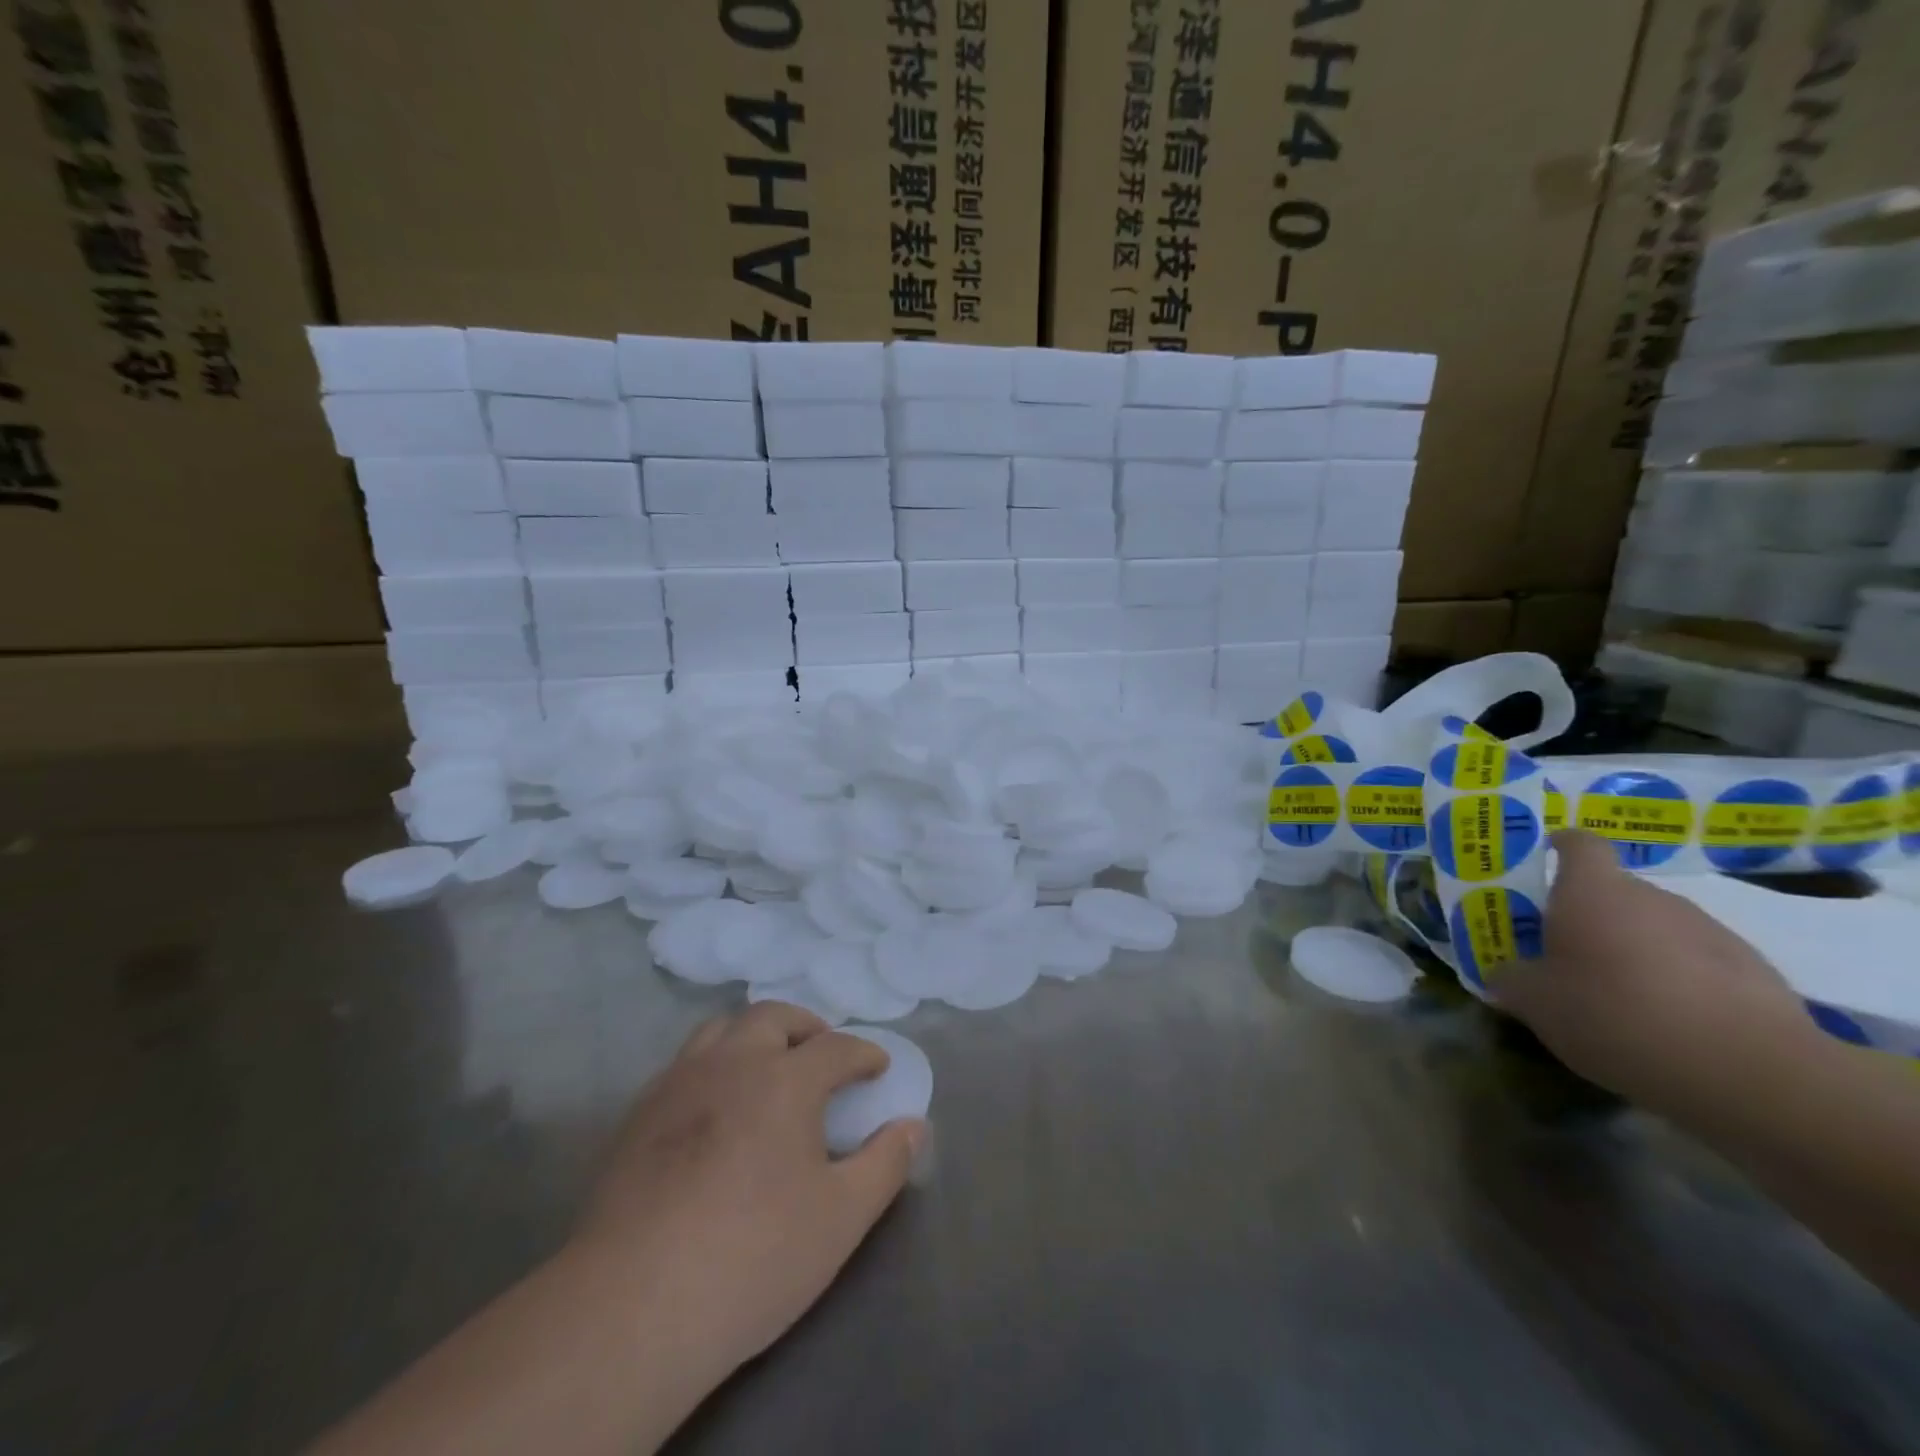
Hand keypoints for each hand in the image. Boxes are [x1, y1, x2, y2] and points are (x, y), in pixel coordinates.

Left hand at [570, 1002, 922, 1378]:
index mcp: (784, 1079)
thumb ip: (885, 1163)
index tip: (878, 1068)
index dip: (863, 1054)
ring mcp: (678, 1083)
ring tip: (768, 1066)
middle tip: (822, 1052)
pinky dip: (713, 1065)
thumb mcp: (841, 1218)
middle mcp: (731, 1063)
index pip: (836, 1047)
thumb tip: (914, 1126)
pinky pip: (684, 1063)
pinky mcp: (638, 1115)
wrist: (633, 1306)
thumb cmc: (753, 1257)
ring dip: (754, 1034)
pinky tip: (714, 1107)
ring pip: (721, 1029)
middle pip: (773, 1017)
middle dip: (807, 1027)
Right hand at [1492, 831, 1821, 1118]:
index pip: (1579, 844)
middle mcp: (1652, 897)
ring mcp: (1711, 932)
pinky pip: (1700, 965)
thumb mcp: (1536, 1003)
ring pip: (1658, 929)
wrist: (1751, 1072)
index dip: (1561, 848)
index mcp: (1592, 891)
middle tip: (1568, 955)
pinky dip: (1681, 984)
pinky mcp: (1756, 973)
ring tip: (1622, 999)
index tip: (1545, 862)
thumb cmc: (1615, 1015)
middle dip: (1592, 916)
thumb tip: (1504, 974)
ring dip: (1638, 951)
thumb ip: (1512, 980)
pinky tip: (1671, 1025)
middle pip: (1616, 892)